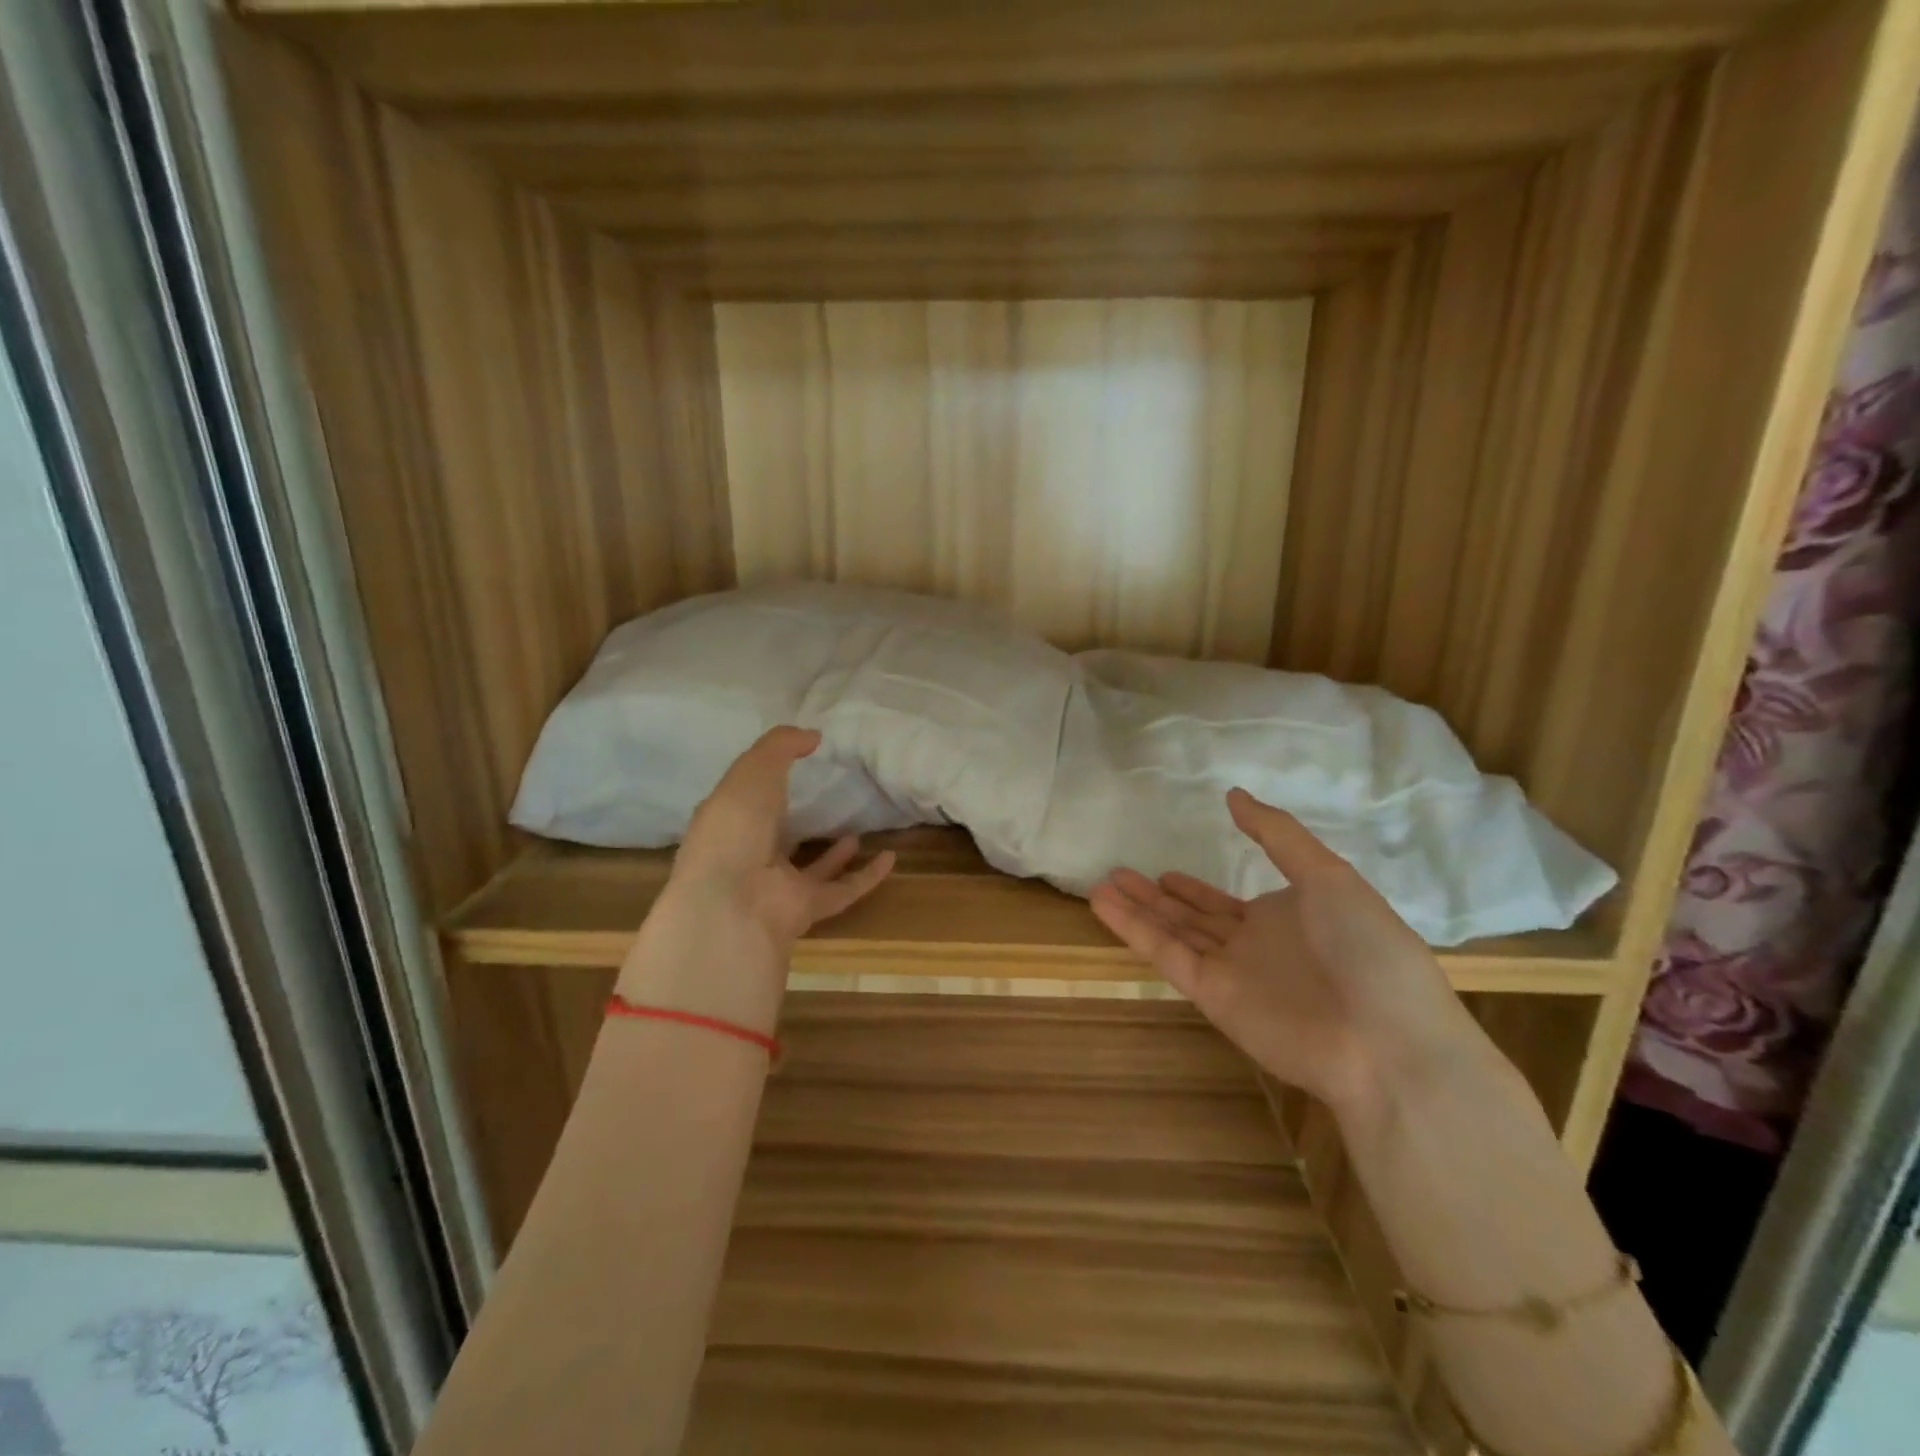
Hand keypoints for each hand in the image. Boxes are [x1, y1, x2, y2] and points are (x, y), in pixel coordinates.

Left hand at [616, 727, 895, 1034]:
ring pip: (811, 869)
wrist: (734, 901)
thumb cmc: (735, 827)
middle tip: (827, 801)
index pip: (746, 801)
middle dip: (796, 822)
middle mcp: (751, 856)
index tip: (795, 764)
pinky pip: (843, 890)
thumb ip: (781, 746)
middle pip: (777, 838)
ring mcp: (779, 886)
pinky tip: (890, 858)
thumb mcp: (754, 770)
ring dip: (834, 854)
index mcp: (730, 822)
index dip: (764, 783)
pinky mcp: (807, 909)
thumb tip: (813, 735)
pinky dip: (868, 876)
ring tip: (857, 831)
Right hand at [1090, 788, 1476, 1112]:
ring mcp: (1231, 972)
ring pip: (1172, 933)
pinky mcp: (1212, 996)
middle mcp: (1252, 946)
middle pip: (1192, 917)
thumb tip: (1233, 795)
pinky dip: (1134, 929)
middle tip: (1119, 874)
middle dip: (1156, 898)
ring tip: (1101, 884)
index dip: (1193, 889)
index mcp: (1285, 918)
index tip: (1164, 872)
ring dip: (1136, 909)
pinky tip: (1105, 904)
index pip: (1225, 902)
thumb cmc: (1368, 949)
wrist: (1387, 1041)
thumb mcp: (1329, 876)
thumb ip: (1277, 835)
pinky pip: (1167, 955)